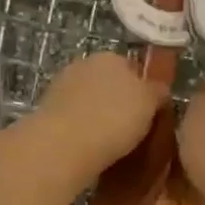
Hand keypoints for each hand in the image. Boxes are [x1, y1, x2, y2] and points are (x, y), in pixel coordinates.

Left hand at [35, 53, 167, 172]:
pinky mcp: (46, 111)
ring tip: (112, 145)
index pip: (133, 68)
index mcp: (111, 56)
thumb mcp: (150, 103)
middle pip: (109, 83)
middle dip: (119, 102)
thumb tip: (158, 89)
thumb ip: (157, 91)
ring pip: (90, 101)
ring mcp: (62, 86)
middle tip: (133, 131)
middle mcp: (84, 64)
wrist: (63, 144)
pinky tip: (90, 148)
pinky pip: (74, 119)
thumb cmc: (114, 118)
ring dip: (99, 117)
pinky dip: (82, 130)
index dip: (143, 91)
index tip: (149, 113)